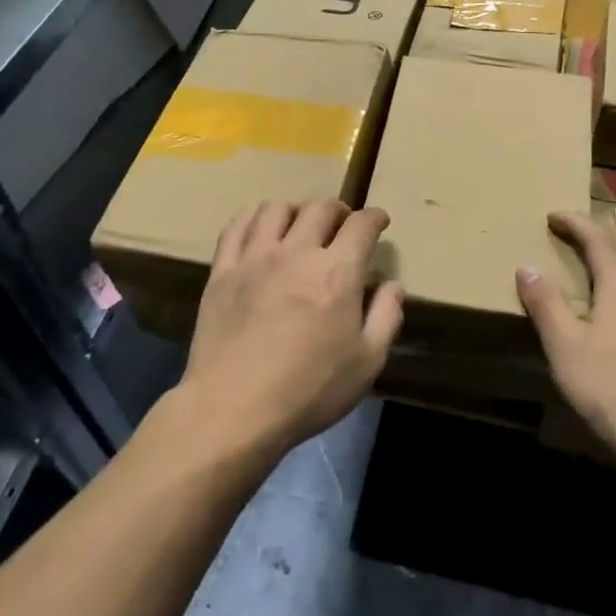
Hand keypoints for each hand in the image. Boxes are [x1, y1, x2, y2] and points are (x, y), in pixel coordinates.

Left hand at [178, 199, 403, 460]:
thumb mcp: (366, 363)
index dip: (375, 217)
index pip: (361, 224)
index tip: (379, 222)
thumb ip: (386, 318)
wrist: (233, 409)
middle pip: (320, 206)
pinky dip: (254, 216)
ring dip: (296, 210)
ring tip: (300, 225)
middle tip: (341, 225)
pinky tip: (260, 228)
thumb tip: (392, 285)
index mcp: (337, 272)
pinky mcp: (223, 270)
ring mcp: (256, 257)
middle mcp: (297, 252)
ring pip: (277, 208)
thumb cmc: (308, 390)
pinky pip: (237, 225)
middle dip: (338, 210)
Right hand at [517, 211, 615, 465]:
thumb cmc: (609, 388)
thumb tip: (528, 267)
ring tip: (576, 292)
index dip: (577, 223)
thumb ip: (546, 304)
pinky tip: (600, 336)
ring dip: (600, 281)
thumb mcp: (565, 345)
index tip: (554, 215)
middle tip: (561, 246)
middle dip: (589, 249)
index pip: (600, 242)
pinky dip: (610, 308)